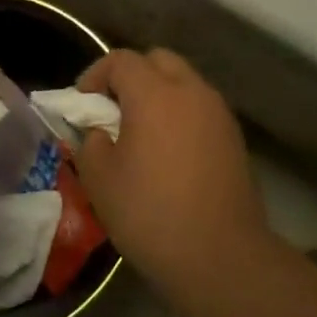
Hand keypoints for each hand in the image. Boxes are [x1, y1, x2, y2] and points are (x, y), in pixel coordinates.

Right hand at [73, 48, 269, 300]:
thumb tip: (100, 132)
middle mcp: (190, 91)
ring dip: (159, 93)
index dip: (96, 74)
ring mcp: (218, 112)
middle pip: (158, 60)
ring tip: (142, 131)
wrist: (221, 257)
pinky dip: (181, 114)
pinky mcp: (234, 136)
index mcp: (154, 94)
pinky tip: (170, 151)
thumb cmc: (152, 214)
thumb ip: (91, 143)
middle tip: (113, 109)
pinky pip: (200, 107)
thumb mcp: (100, 181)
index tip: (83, 102)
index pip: (121, 60)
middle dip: (131, 75)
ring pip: (183, 81)